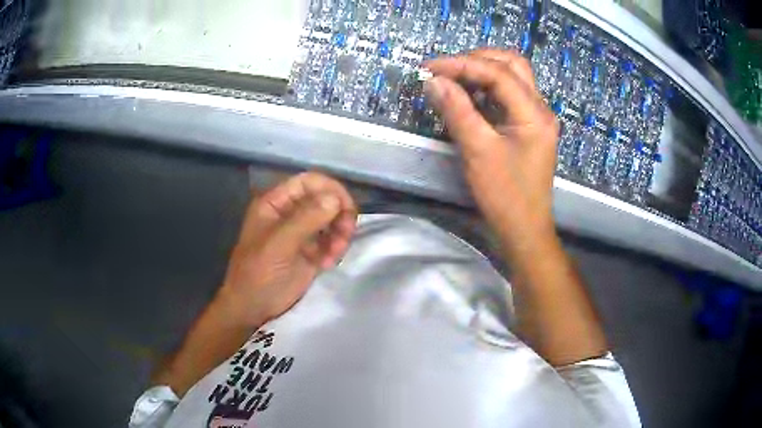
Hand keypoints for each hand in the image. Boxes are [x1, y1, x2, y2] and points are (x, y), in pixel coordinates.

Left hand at [216, 172, 356, 326]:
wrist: (253, 308)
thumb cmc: (258, 273)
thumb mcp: (278, 245)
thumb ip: (305, 219)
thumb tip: (335, 198)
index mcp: (276, 203)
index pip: (308, 182)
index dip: (330, 189)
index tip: (346, 207)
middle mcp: (290, 213)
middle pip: (324, 199)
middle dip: (339, 214)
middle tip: (345, 234)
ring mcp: (302, 233)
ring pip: (332, 220)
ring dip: (340, 233)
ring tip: (335, 254)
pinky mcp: (311, 252)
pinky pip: (332, 241)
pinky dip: (336, 249)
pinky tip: (329, 264)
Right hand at [424, 49, 559, 251]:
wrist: (524, 230)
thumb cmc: (505, 195)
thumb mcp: (477, 151)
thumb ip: (457, 110)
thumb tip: (433, 80)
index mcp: (534, 113)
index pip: (498, 72)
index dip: (461, 64)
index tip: (429, 68)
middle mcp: (540, 108)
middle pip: (512, 64)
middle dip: (477, 59)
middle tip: (447, 69)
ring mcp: (535, 117)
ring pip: (512, 77)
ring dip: (482, 71)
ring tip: (453, 78)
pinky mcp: (527, 127)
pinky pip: (508, 95)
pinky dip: (487, 88)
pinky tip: (468, 96)